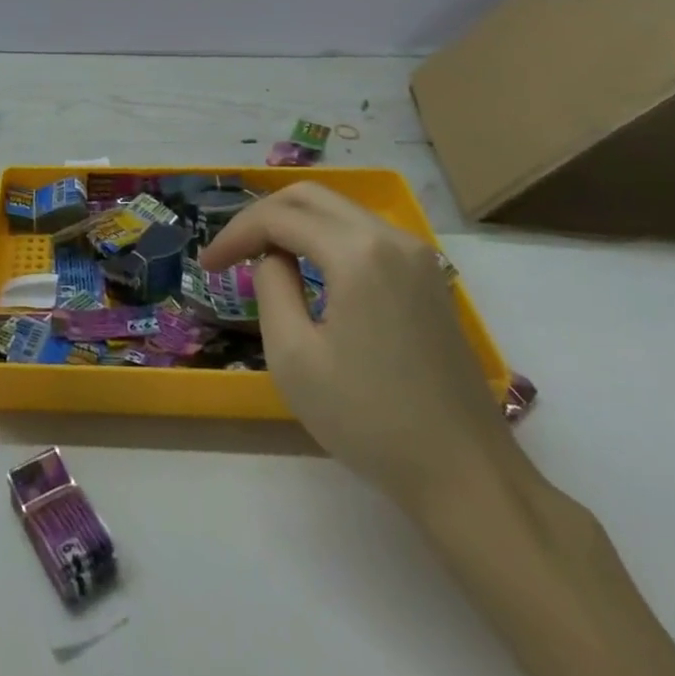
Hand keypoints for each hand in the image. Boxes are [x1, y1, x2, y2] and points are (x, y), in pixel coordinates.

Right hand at [198, 184, 522, 509]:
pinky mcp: (429, 278)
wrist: (468, 478)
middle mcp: (390, 237)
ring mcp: (417, 255)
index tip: (206, 266)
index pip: (278, 218)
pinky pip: (364, 233)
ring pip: (339, 210)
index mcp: (357, 253)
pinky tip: (308, 267)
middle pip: (310, 197)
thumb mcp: (294, 357)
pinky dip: (326, 238)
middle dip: (262, 216)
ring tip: (261, 256)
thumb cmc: (371, 420)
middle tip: (231, 251)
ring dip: (294, 223)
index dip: (234, 234)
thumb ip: (271, 288)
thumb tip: (272, 260)